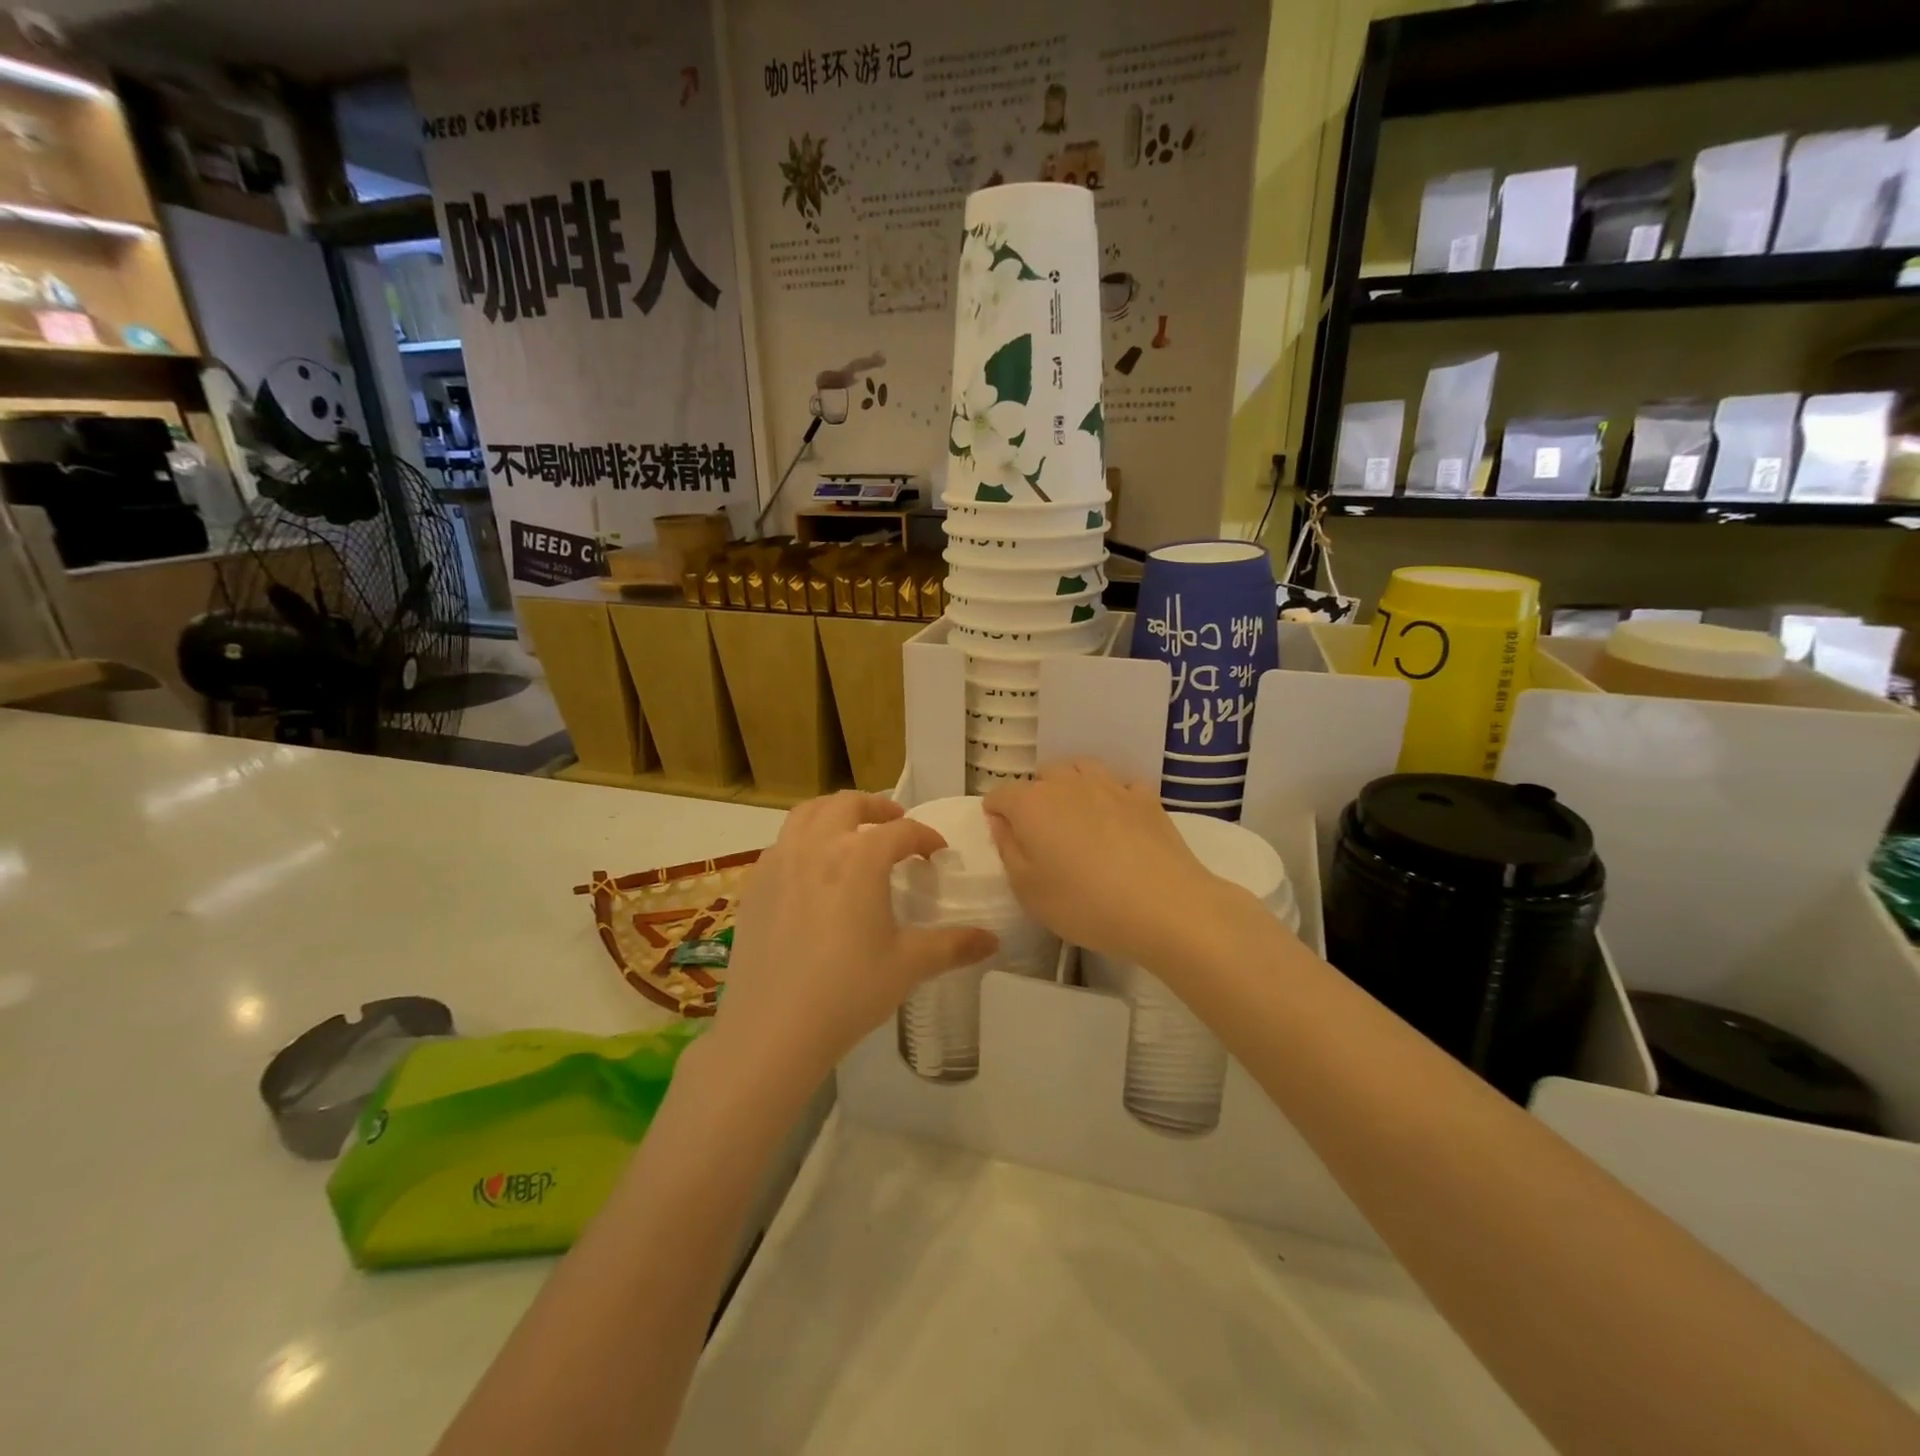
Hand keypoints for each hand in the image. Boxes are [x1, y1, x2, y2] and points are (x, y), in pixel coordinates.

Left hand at [715, 792, 997, 1080]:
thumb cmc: (849, 991)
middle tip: (894, 823)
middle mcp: (817, 845)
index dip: (925, 837)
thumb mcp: (909, 965)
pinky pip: (781, 844)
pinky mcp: (754, 885)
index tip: (937, 852)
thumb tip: (993, 940)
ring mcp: (779, 862)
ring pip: (807, 814)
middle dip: (877, 807)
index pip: (901, 831)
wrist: (773, 1028)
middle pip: (848, 804)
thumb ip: (953, 945)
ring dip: (834, 813)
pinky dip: (803, 840)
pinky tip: (811, 871)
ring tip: (850, 832)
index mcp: (859, 856)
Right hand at [984, 760, 1242, 967]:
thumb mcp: (1028, 890)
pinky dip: (1113, 797)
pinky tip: (1119, 821)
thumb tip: (1002, 823)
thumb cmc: (1084, 904)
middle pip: (1041, 776)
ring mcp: (1110, 786)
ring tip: (1077, 818)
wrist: (1164, 907)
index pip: (999, 796)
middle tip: (1042, 835)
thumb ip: (1008, 850)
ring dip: (1072, 787)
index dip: (996, 815)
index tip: (1004, 839)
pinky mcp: (1145, 797)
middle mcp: (1067, 784)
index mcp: (1031, 804)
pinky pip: (1121, 786)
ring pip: (1081, 769)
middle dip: (1034, 797)